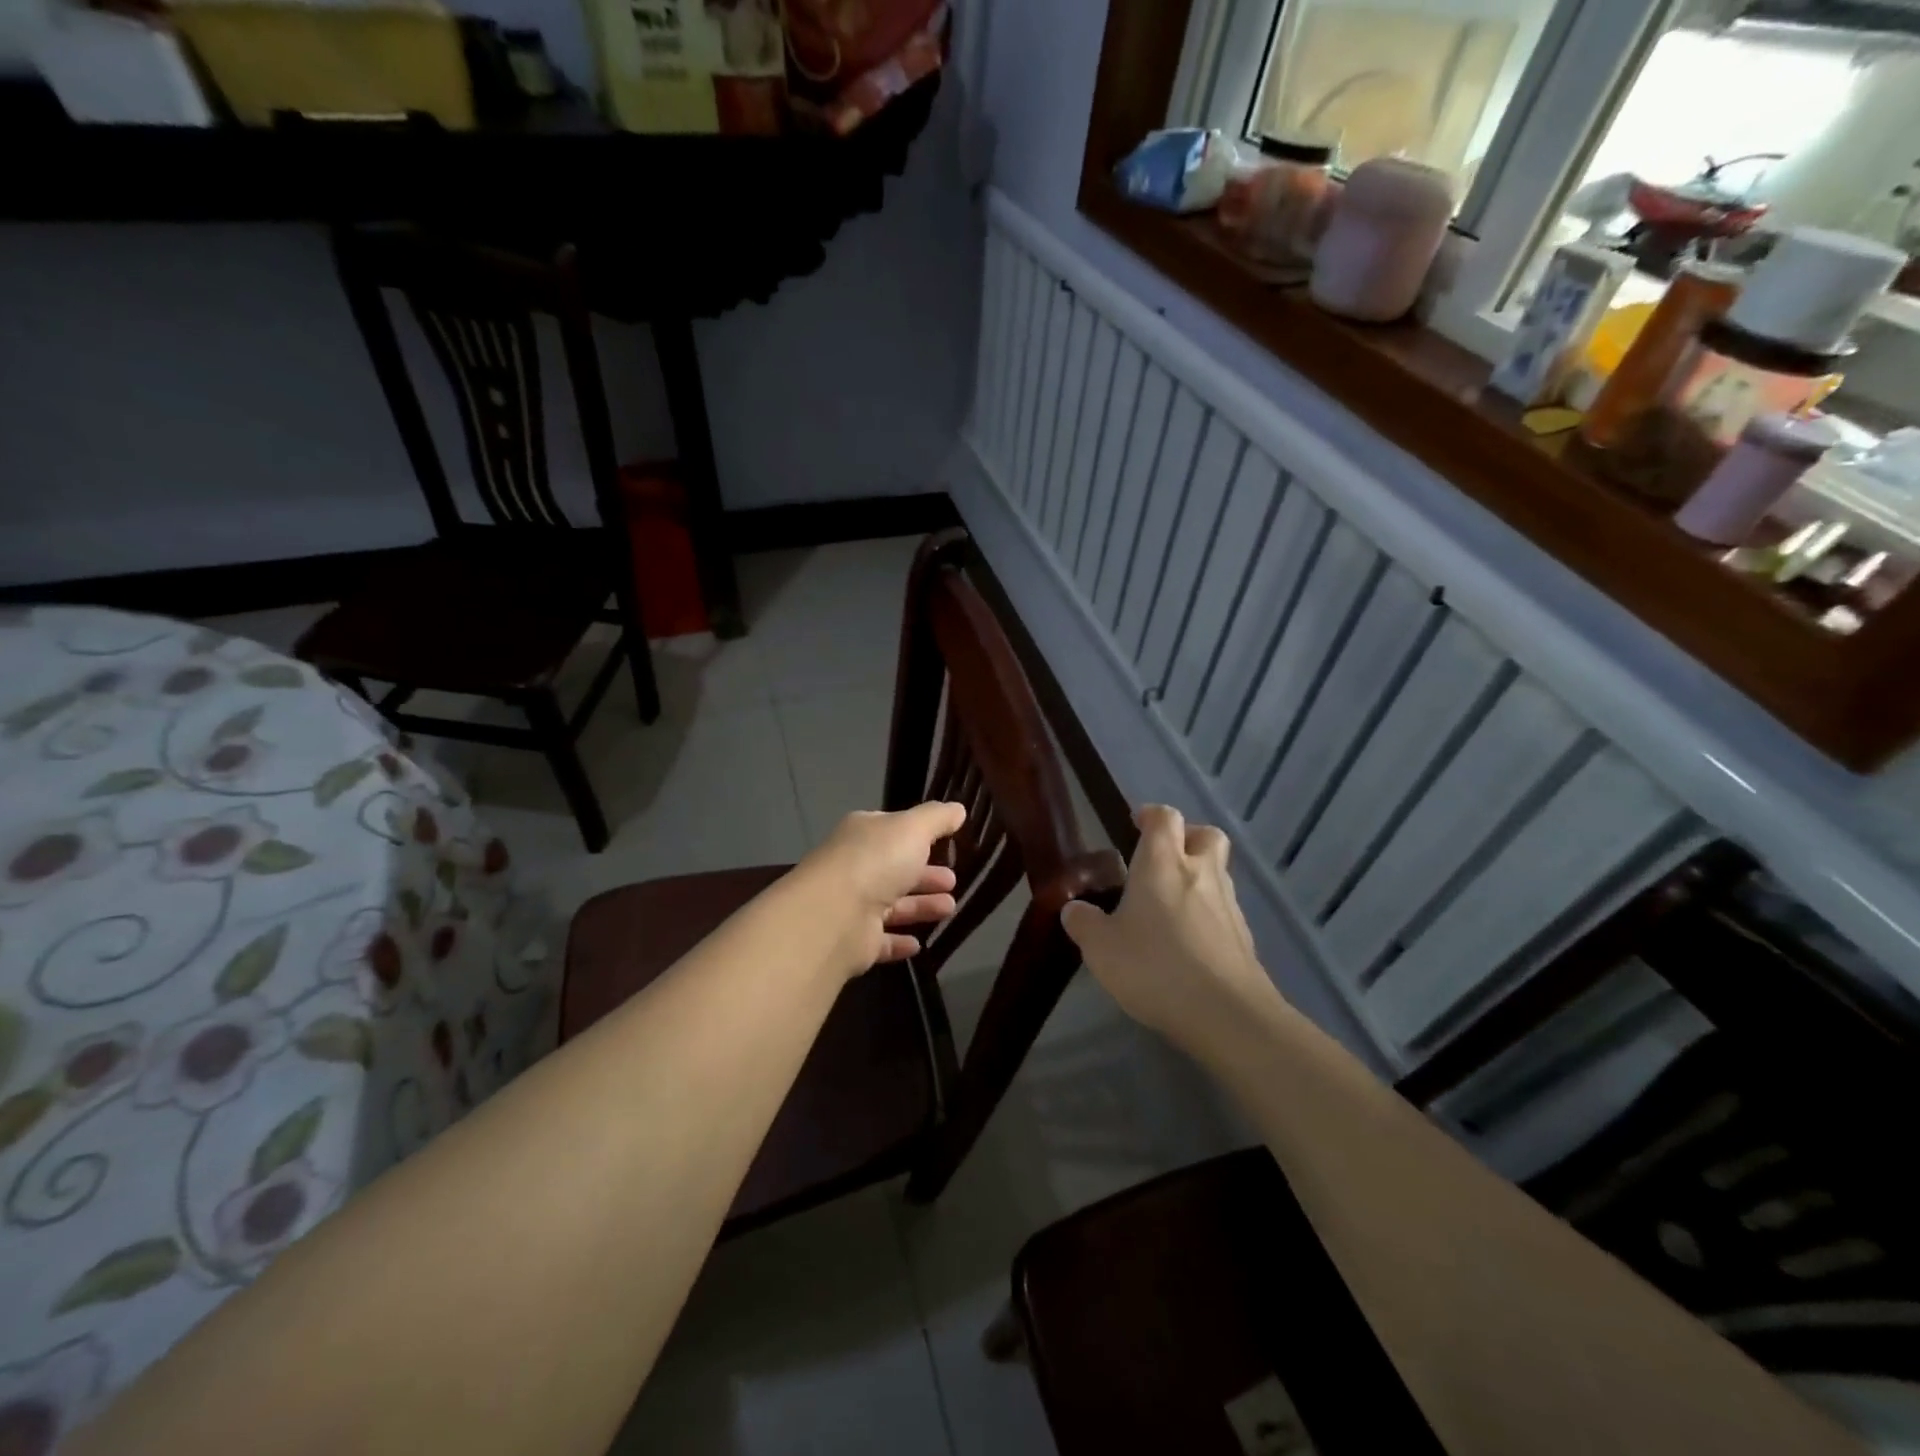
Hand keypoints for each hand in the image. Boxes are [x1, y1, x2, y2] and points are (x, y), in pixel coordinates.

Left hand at [795, 802, 965, 976]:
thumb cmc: (876, 862)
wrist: (835, 916)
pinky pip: (881, 940)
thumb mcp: (913, 828)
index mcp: (863, 834)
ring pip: (893, 905)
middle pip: (895, 869)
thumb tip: (957, 810)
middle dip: (926, 874)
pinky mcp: (855, 941)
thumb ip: (937, 818)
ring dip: (921, 906)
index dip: (919, 835)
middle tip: (953, 881)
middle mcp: (855, 867)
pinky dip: (899, 941)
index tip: (947, 843)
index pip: (893, 830)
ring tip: (950, 908)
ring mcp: (852, 906)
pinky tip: (918, 944)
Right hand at [1061, 805, 1279, 1051]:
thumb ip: (1084, 923)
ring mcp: (1228, 905)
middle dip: (1186, 838)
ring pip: (1217, 873)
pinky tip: (1187, 942)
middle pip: (1205, 835)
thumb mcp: (1101, 947)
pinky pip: (1223, 910)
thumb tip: (1074, 909)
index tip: (1135, 824)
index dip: (1150, 815)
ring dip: (1197, 877)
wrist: (1226, 1014)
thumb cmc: (1155, 966)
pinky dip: (1207, 914)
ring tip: (1169, 906)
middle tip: (1161, 858)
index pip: (1164, 817)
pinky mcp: (1244, 938)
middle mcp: (1201, 873)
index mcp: (1163, 863)